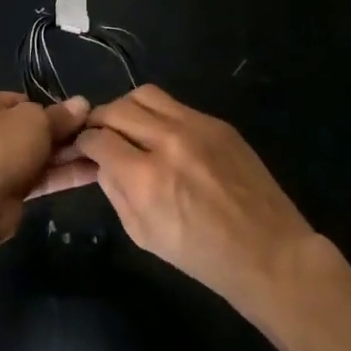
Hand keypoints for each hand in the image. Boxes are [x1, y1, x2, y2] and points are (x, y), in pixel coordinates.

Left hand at [0, 90, 91, 241]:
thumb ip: (60, 115)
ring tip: (101, 153)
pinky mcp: (4, 192)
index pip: (19, 100)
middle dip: (61, 134)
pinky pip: (37, 178)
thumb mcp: (36, 121)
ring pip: (35, 155)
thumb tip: (82, 104)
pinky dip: (61, 175)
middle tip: (94, 134)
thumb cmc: (1, 144)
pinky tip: (93, 173)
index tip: (75, 114)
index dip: (48, 107)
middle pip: (29, 129)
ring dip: (66, 155)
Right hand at [76, 86, 314, 315]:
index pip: (97, 138)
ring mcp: (196, 126)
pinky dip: (158, 114)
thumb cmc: (202, 256)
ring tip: (127, 128)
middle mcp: (168, 142)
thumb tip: (101, 162)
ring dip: (126, 108)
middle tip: (99, 136)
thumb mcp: (143, 234)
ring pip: (144, 95)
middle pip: (116, 109)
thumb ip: (116, 191)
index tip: (82, 149)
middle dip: (99, 121)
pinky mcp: (218, 123)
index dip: (82, 143)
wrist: (268, 252)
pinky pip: (175, 105)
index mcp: (146, 178)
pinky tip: (161, 135)